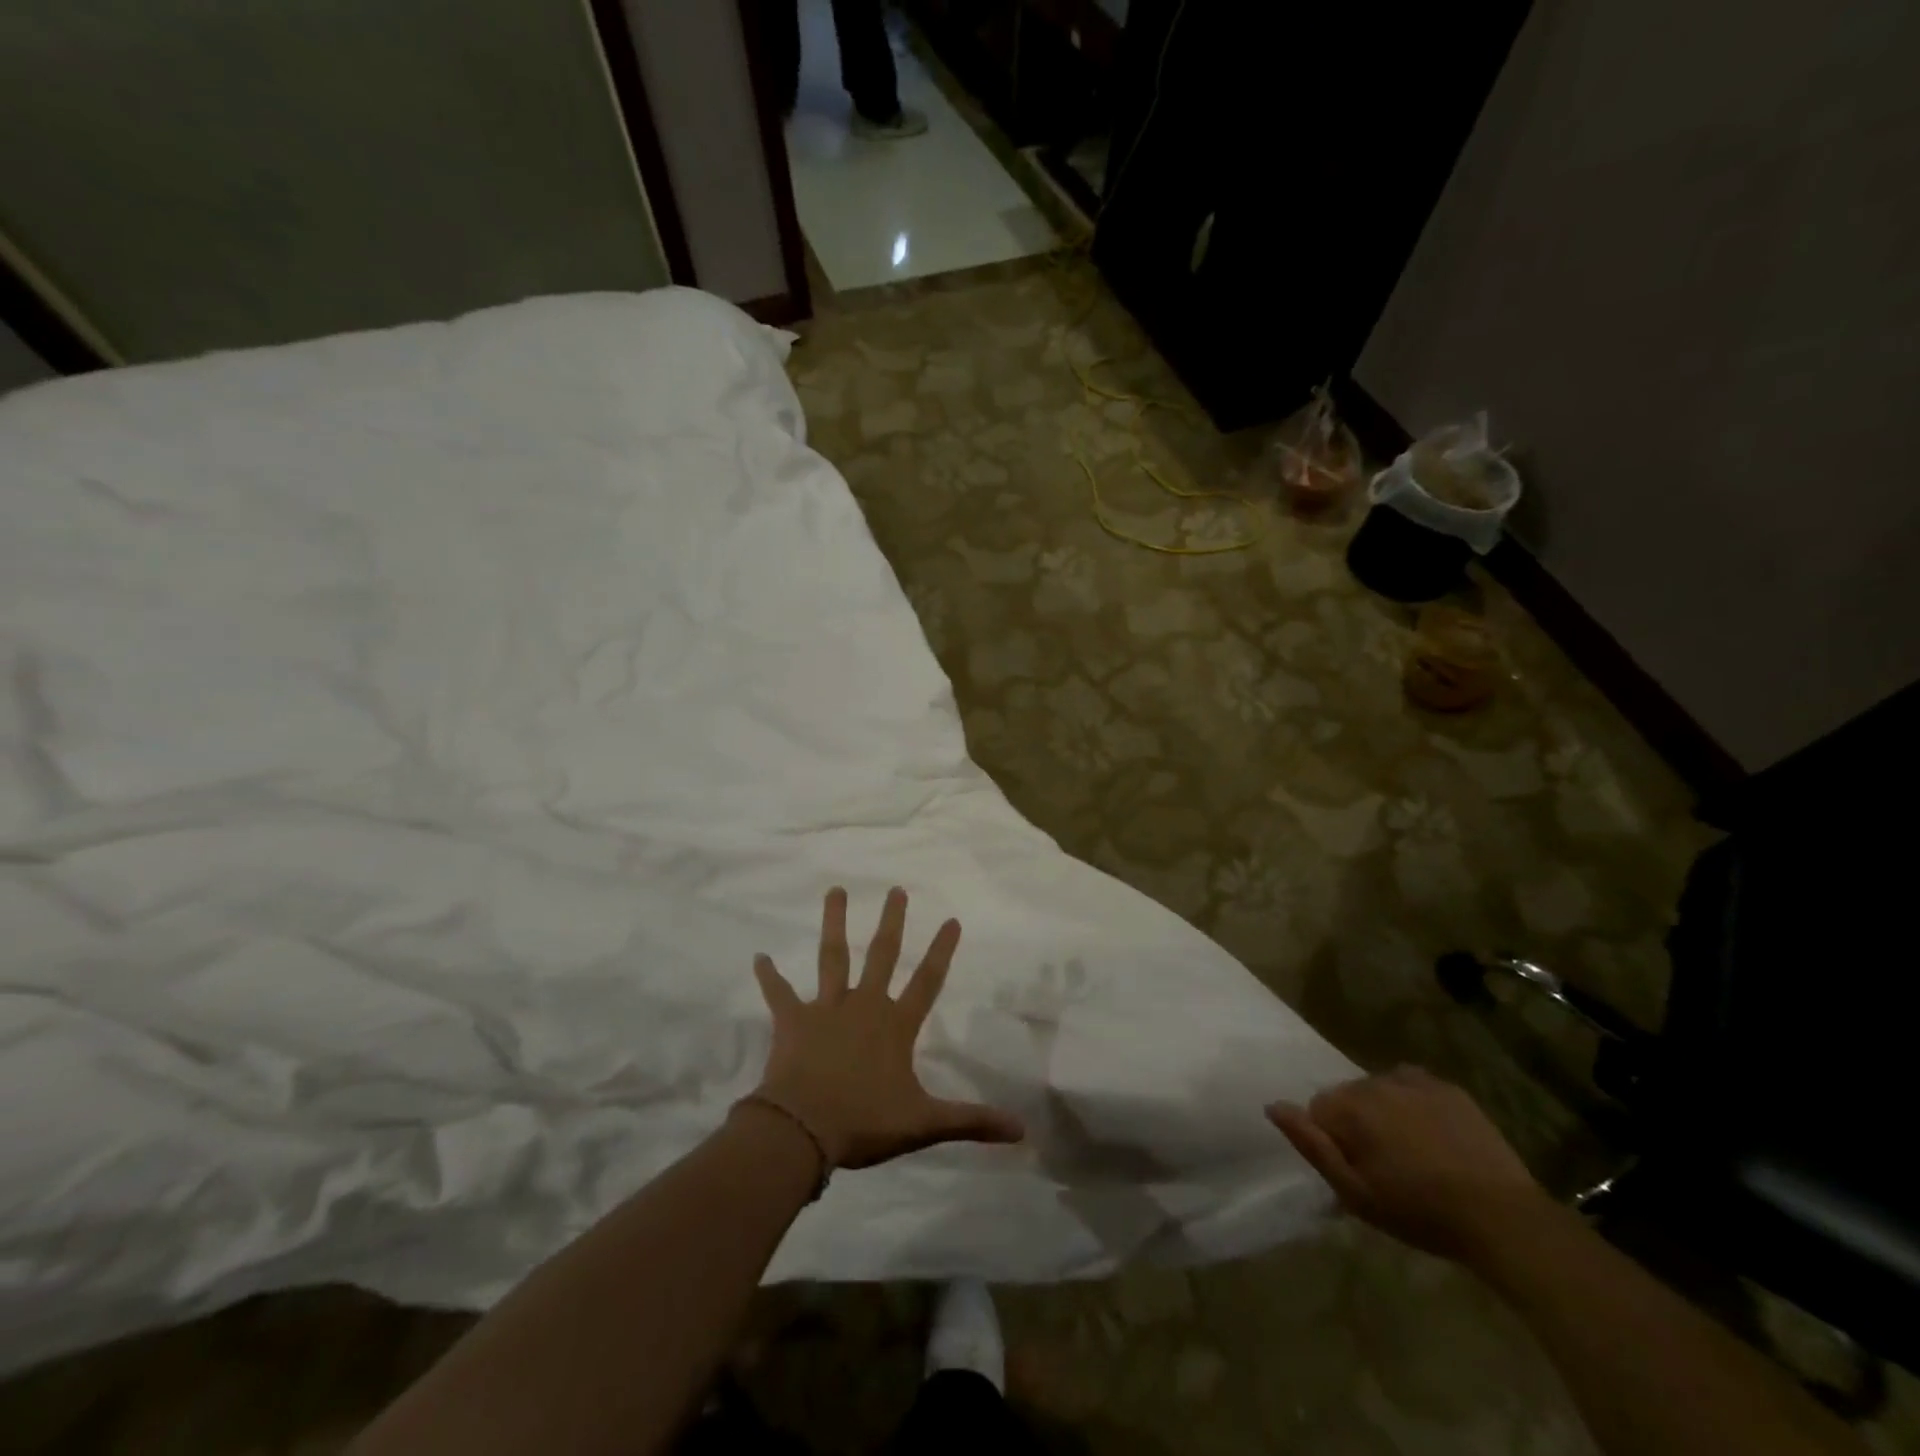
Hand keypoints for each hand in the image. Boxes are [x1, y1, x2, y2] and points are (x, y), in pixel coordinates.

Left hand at [749, 886, 1023, 1169]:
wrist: (803, 1131)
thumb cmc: (865, 1122)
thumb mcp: (924, 1123)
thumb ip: (971, 1121)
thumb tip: (1022, 1129)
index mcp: (896, 1026)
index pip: (927, 981)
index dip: (941, 951)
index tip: (951, 919)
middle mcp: (864, 1006)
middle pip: (881, 955)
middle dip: (891, 922)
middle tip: (896, 889)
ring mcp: (826, 1009)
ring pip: (832, 957)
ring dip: (834, 924)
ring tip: (835, 890)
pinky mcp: (793, 1021)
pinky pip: (779, 994)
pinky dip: (769, 977)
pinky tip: (759, 957)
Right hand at [1267, 1066, 1553, 1264]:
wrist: (1501, 1217)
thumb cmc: (1419, 1211)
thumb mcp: (1355, 1192)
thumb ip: (1310, 1145)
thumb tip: (1273, 1106)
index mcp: (1349, 1106)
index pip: (1317, 1111)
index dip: (1333, 1143)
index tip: (1358, 1173)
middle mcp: (1374, 1081)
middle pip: (1348, 1096)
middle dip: (1357, 1124)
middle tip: (1385, 1168)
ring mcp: (1414, 1081)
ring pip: (1379, 1089)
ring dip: (1384, 1112)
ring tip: (1411, 1153)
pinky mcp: (1448, 1088)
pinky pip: (1413, 1084)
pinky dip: (1412, 1101)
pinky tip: (1430, 1133)